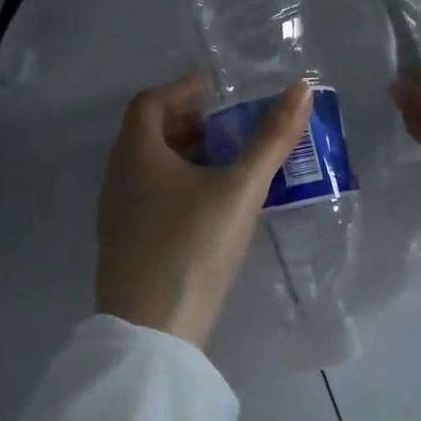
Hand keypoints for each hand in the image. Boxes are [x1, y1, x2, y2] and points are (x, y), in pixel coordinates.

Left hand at [96, 74, 314, 347]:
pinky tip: (211, 207)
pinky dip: (178, 184)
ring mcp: (117, 212)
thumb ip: (272, 139)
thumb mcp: (241, 189)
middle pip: (149, 132)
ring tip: (228, 165)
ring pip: (149, 166)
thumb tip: (303, 89)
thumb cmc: (194, 246)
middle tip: (229, 128)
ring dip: (185, 155)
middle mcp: (118, 176)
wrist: (152, 331)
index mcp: (136, 153)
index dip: (183, 89)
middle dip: (189, 122)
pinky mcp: (125, 242)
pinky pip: (149, 194)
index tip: (218, 91)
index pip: (150, 101)